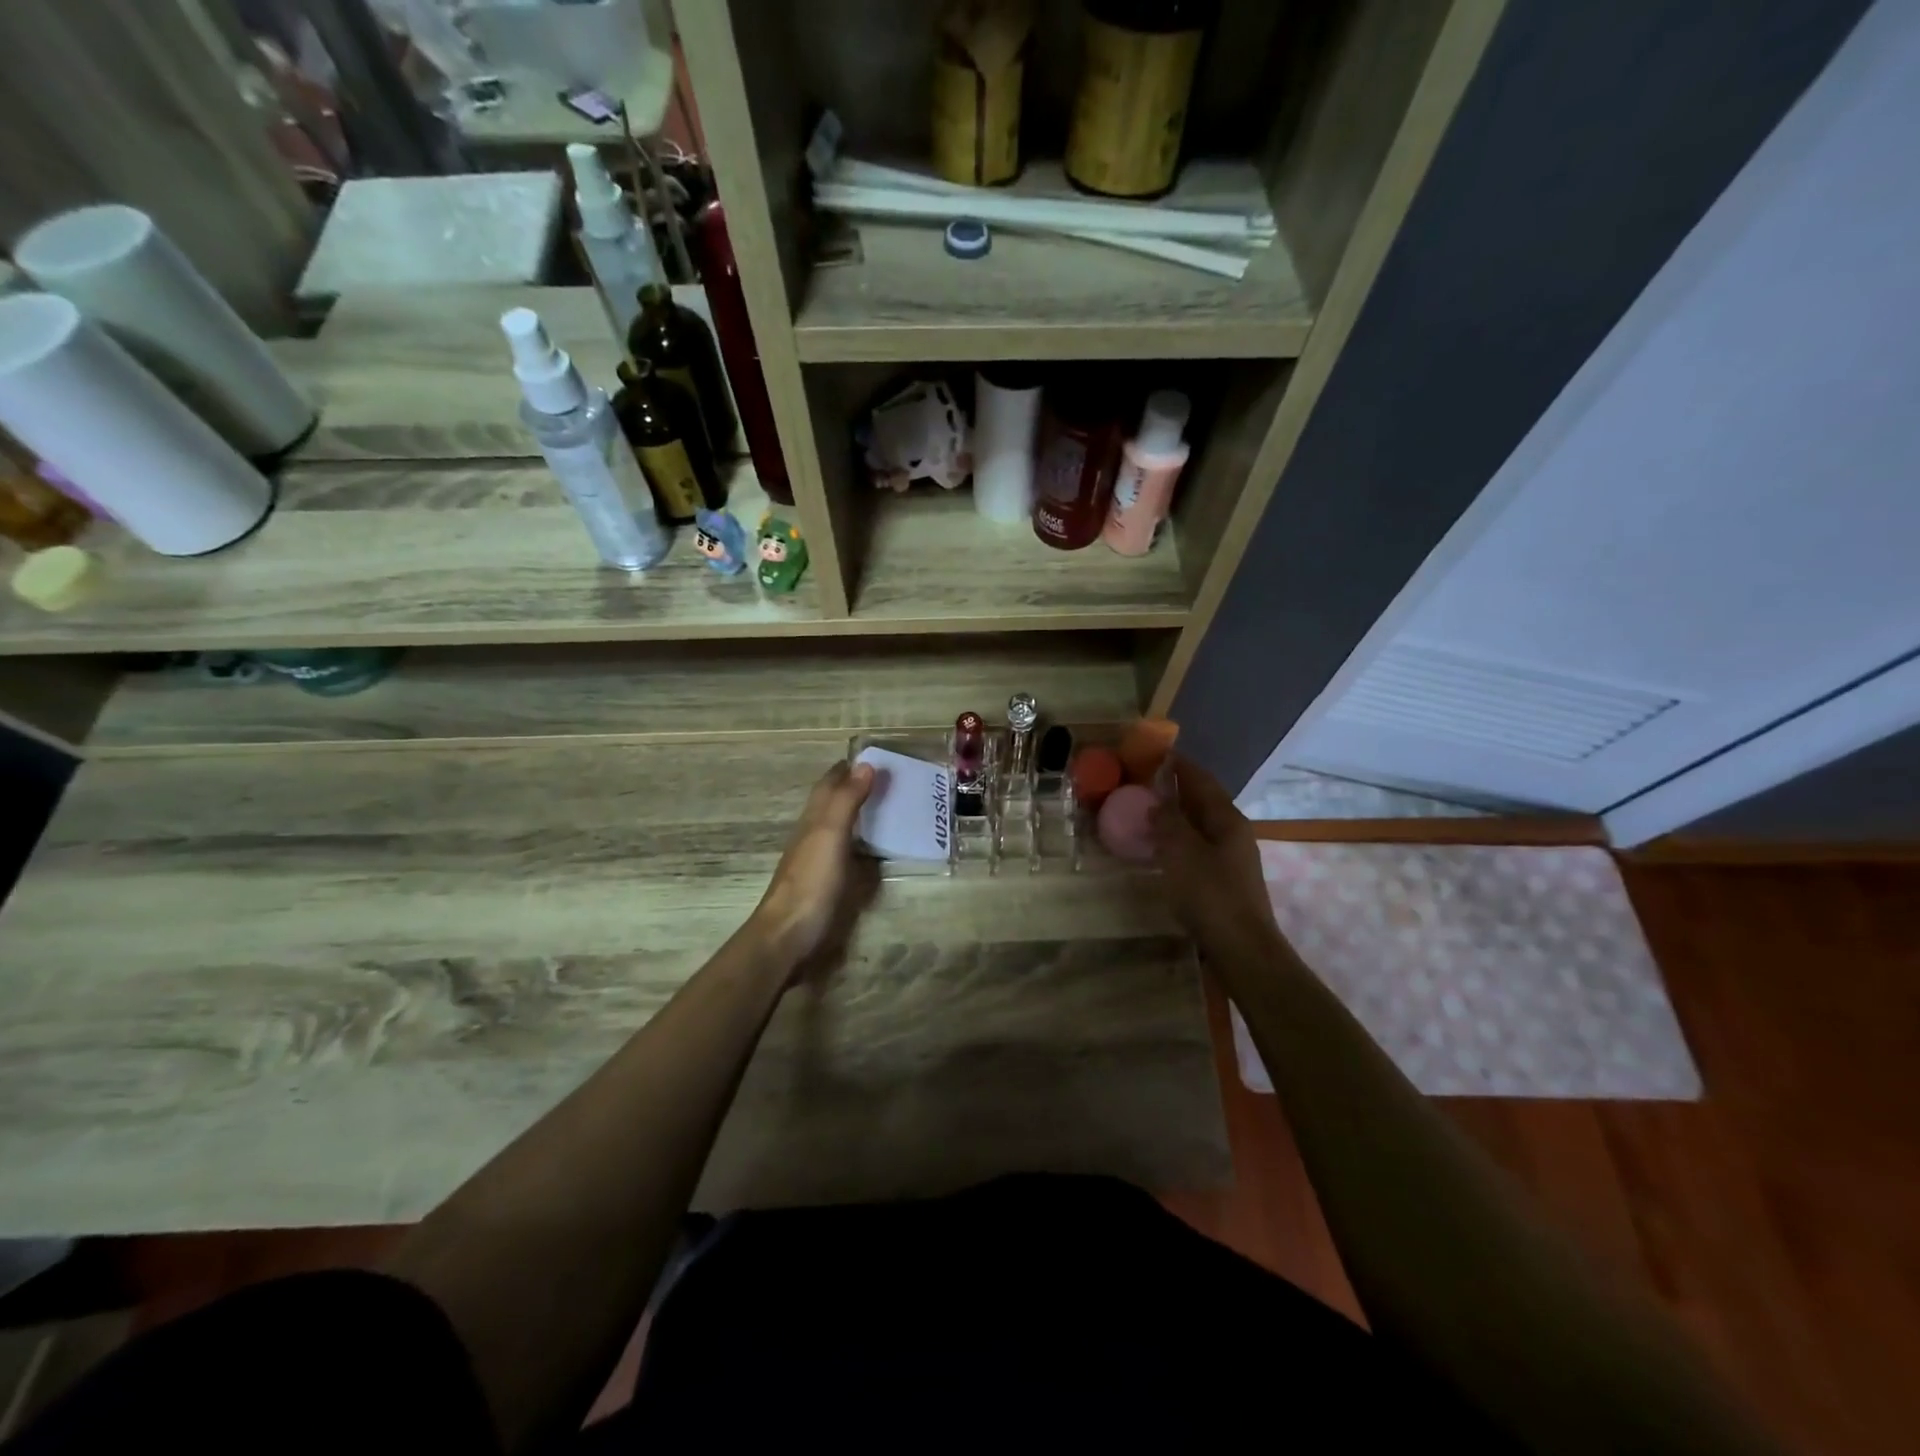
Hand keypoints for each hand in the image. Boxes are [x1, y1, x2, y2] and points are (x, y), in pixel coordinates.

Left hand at [752, 761, 879, 978]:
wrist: (788, 936)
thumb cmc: (811, 882)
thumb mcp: (830, 835)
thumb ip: (847, 801)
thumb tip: (865, 764)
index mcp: (813, 820)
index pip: (829, 785)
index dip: (847, 769)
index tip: (873, 757)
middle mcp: (813, 836)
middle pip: (833, 804)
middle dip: (855, 789)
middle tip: (889, 781)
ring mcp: (819, 862)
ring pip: (839, 829)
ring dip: (859, 816)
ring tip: (890, 810)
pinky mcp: (827, 886)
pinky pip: (848, 855)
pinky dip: (862, 845)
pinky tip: (875, 852)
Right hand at [1151, 755, 1280, 957]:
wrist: (1242, 949)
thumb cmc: (1210, 895)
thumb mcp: (1181, 853)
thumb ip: (1167, 823)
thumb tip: (1157, 802)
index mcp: (1226, 819)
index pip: (1201, 780)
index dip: (1179, 765)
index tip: (1156, 752)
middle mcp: (1232, 832)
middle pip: (1202, 800)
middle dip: (1176, 788)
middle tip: (1144, 780)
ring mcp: (1231, 857)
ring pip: (1199, 825)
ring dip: (1176, 815)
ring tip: (1147, 810)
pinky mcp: (1224, 880)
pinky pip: (1197, 846)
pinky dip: (1178, 839)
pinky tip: (1161, 847)